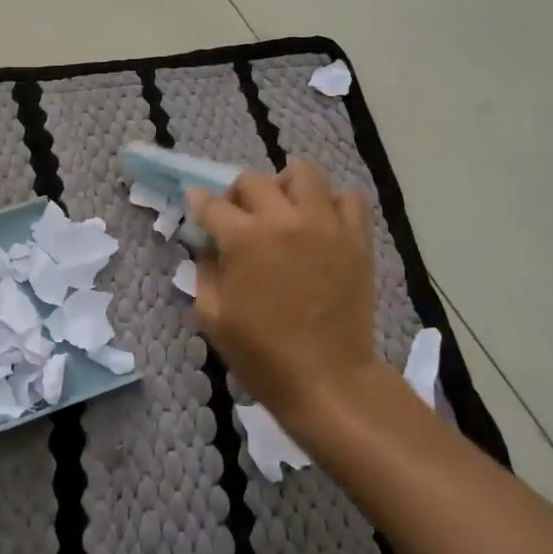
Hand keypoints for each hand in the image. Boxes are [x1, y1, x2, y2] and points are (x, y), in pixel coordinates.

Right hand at [187, 160, 390, 431]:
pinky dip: (331, 203)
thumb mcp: (213, 317)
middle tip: (239, 217)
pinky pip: (348, 198)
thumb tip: (209, 247)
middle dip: (238, 194)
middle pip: (253, 180)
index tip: (197, 204)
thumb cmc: (262, 354)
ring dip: (285, 186)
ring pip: (304, 173)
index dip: (199, 202)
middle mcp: (283, 220)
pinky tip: (321, 222)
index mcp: (244, 239)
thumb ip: (205, 272)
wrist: (327, 380)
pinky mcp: (356, 239)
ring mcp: (325, 225)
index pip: (212, 204)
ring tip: (284, 210)